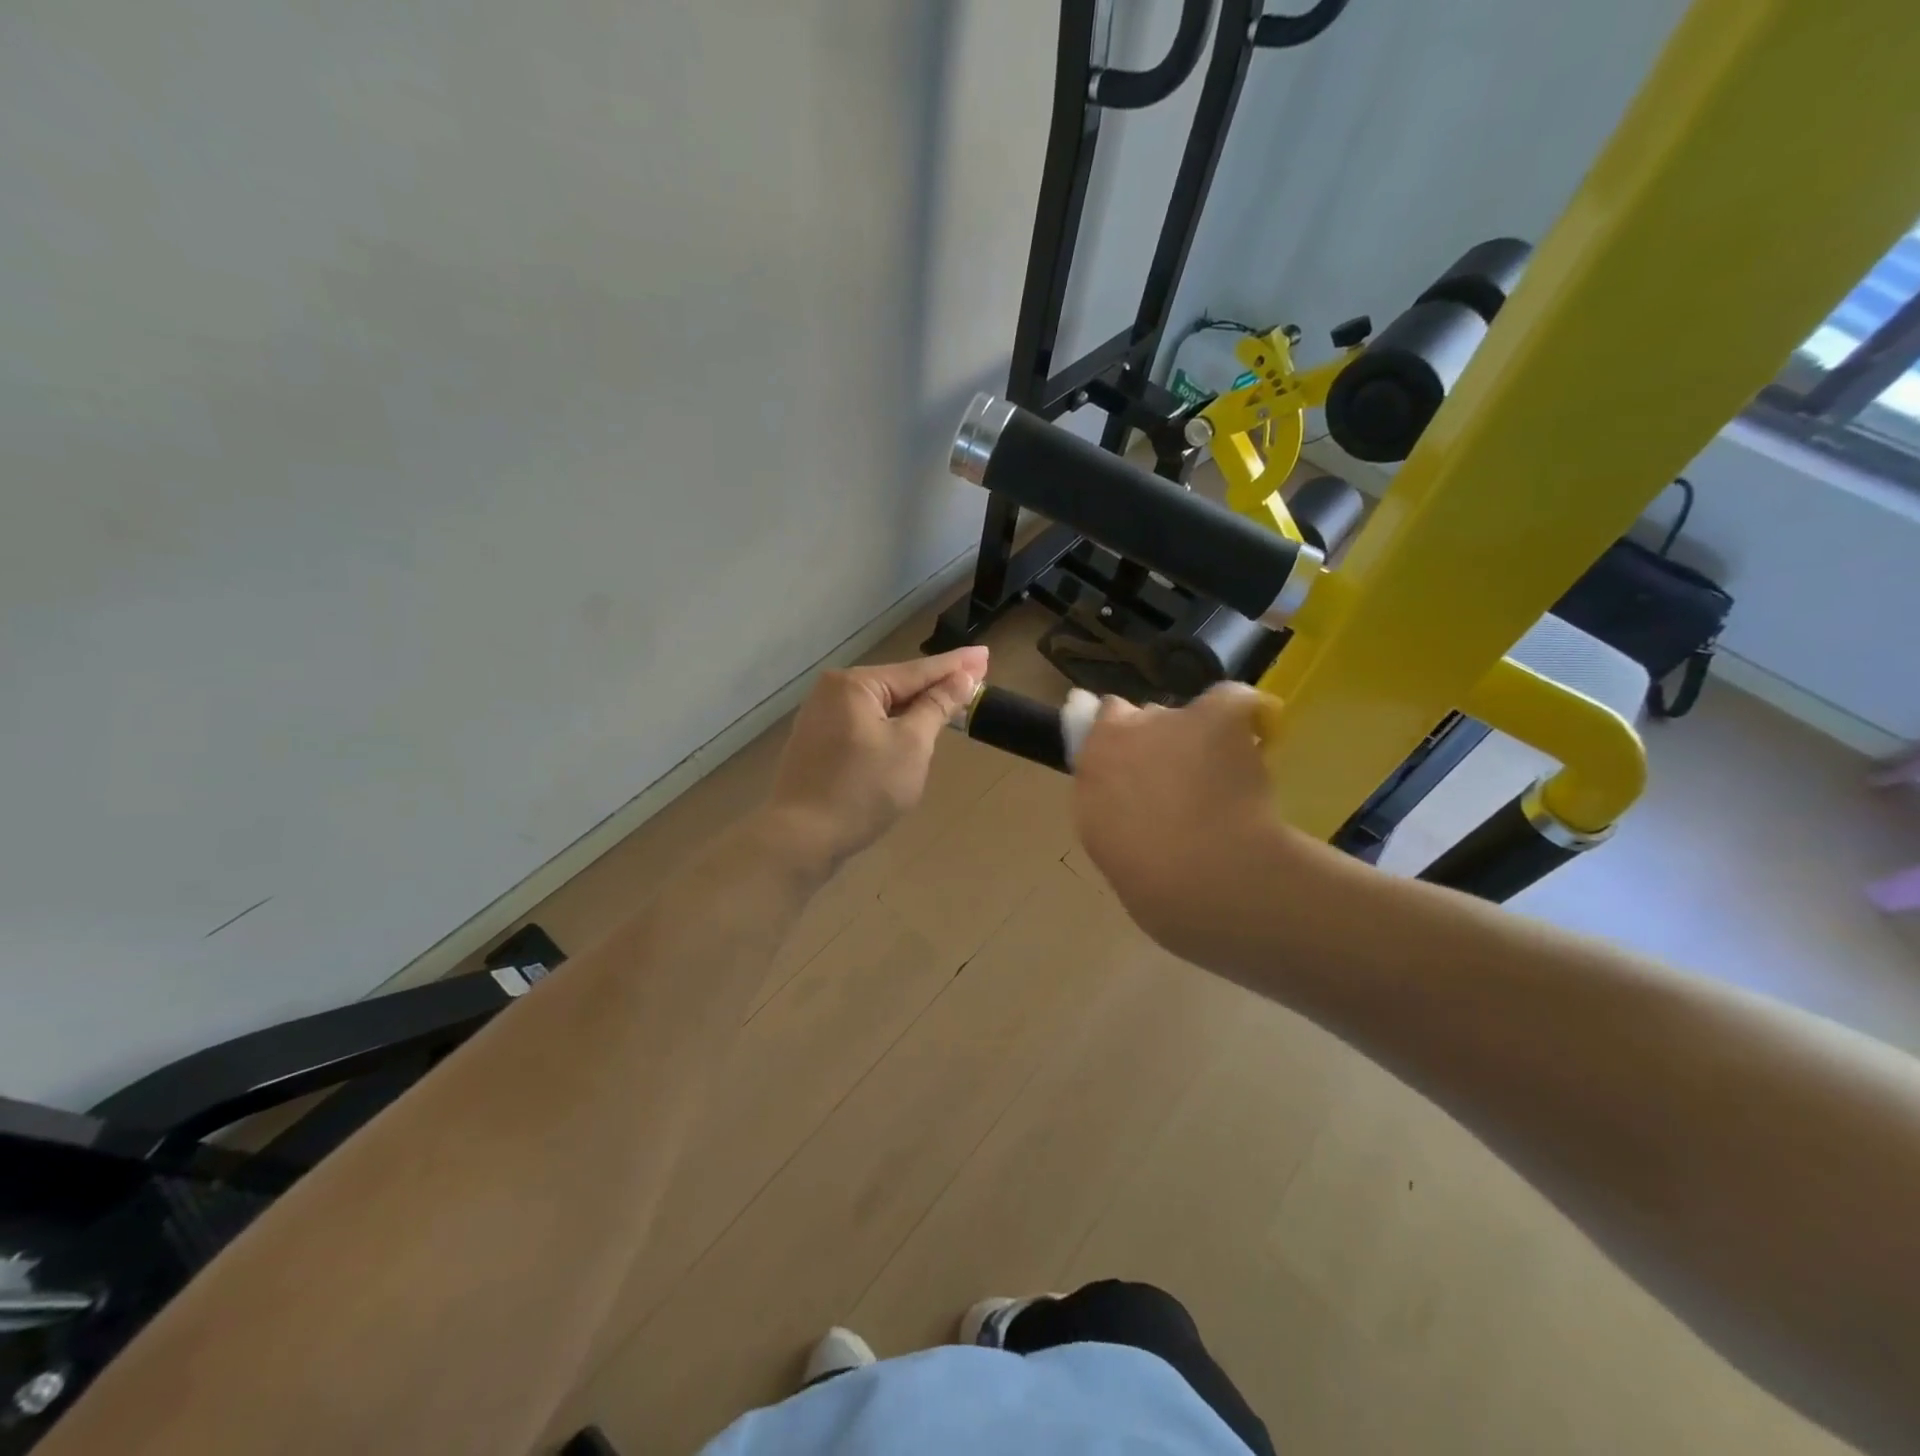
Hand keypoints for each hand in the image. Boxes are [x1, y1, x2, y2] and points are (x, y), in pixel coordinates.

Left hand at [764, 647, 987, 870]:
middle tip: (975, 677)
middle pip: (897, 685)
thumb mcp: (911, 745)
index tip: (985, 655)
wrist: (802, 838)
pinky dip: (891, 725)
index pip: (918, 670)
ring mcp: (821, 718)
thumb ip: (937, 707)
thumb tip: (962, 678)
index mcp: (855, 684)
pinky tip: (910, 728)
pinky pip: (865, 724)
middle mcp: (832, 691)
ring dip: (914, 707)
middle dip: (935, 685)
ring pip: (881, 707)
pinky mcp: (818, 744)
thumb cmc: (863, 789)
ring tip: (950, 701)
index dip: (956, 666)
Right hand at [1073, 684, 1299, 959]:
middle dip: (1162, 741)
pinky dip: (1249, 716)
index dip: (1124, 739)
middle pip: (1146, 718)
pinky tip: (1259, 740)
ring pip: (1190, 715)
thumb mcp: (1106, 838)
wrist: (1200, 876)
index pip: (1103, 722)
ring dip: (1202, 737)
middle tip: (1183, 782)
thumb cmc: (1146, 875)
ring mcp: (1173, 718)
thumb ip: (1110, 800)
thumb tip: (1126, 791)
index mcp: (1093, 761)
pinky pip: (1237, 701)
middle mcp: (1126, 729)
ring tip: (1226, 779)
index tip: (1139, 768)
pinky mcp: (1218, 714)